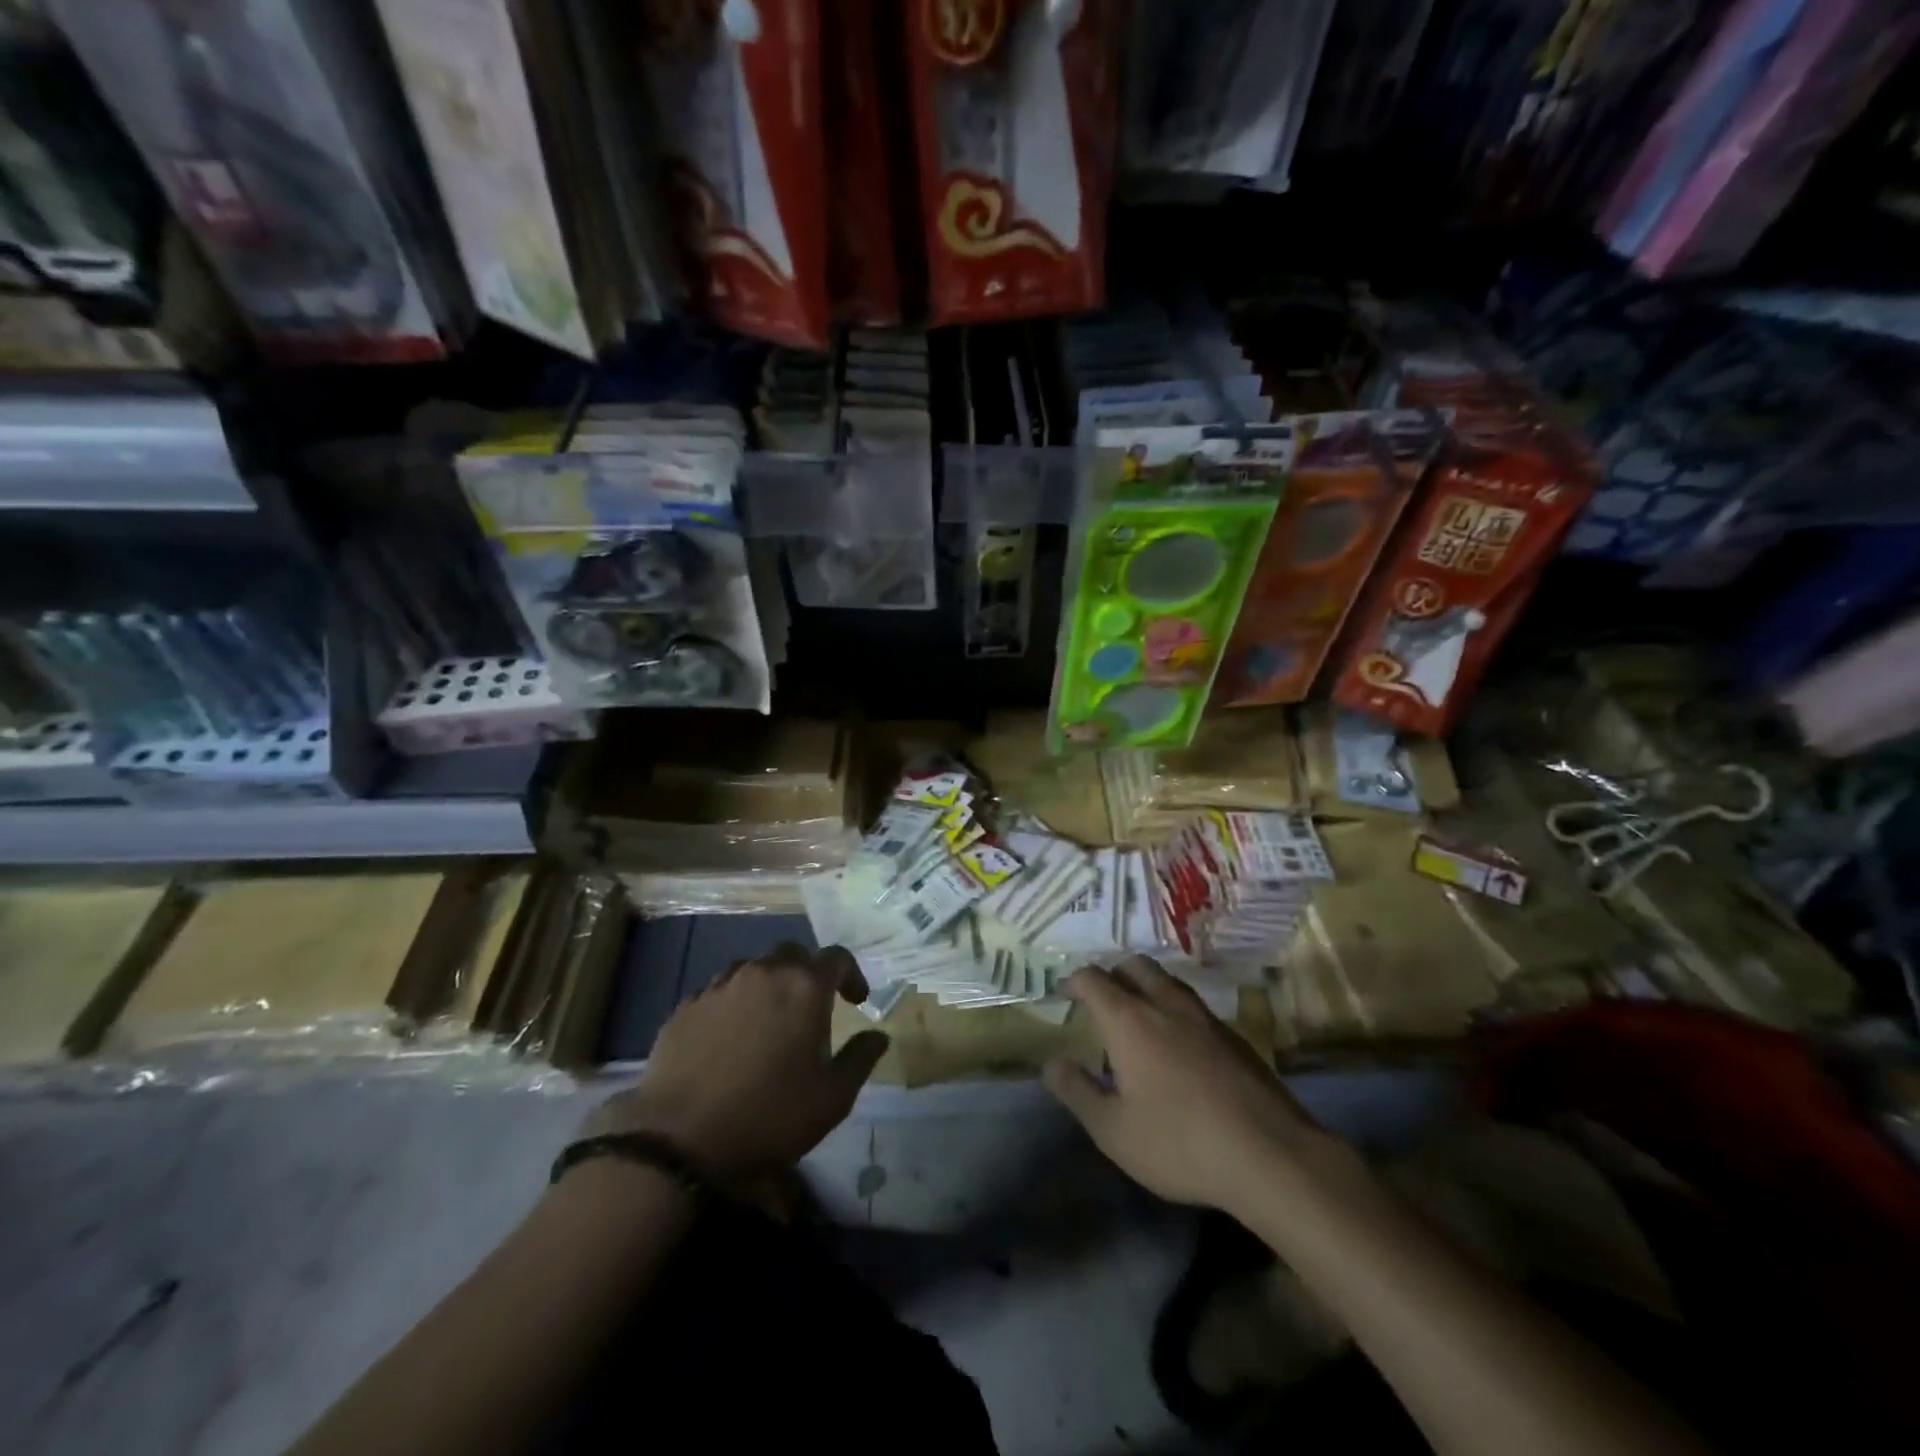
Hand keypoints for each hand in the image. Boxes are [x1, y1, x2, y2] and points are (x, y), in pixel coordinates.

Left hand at [586, 944, 889, 1184]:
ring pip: (753, 968)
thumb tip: (878, 1035)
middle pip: (793, 954)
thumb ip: (860, 1059)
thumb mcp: (832, 1098)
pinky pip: (719, 991)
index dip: (851, 974)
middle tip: (812, 1008)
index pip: (837, 957)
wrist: (677, 1139)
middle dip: (808, 974)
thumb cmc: (768, 1116)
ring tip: (769, 1021)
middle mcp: (763, 973)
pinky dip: (733, 1004)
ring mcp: (720, 986)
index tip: (855, 1000)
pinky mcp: (687, 1006)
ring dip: (769, 986)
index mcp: (804, 987)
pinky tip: (729, 1038)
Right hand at [1044, 957, 1325, 1212]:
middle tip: (1101, 1000)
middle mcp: (1165, 1005)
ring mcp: (1204, 1017)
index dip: (1075, 981)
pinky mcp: (1234, 1036)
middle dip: (1112, 974)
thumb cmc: (1180, 1143)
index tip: (1066, 992)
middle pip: (1134, 966)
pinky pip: (1194, 1006)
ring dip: (1147, 987)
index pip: (1093, 979)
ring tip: (1139, 1016)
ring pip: (1168, 981)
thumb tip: (1051, 1063)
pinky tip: (1179, 1044)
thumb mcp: (1113, 1131)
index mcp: (1129, 1020)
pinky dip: (1175, 1010)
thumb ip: (1077, 1092)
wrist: (1271, 1155)